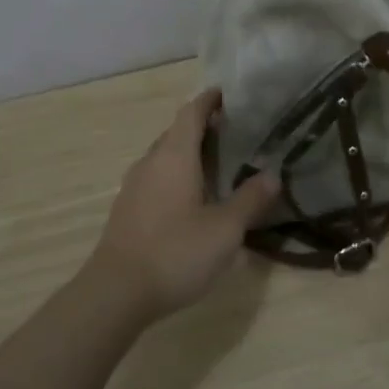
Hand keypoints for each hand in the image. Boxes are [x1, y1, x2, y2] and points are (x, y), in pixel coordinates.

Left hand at [85, 89, 281, 320]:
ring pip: (164, 157)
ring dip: (188, 154)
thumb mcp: (225, 229)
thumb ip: (250, 199)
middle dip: (203, 128)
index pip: (191, 113)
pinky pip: (156, 178)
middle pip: (177, 132)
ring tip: (217, 165)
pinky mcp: (127, 210)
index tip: (228, 94)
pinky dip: (176, 176)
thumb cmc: (175, 252)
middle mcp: (151, 162)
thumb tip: (273, 175)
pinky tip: (192, 199)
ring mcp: (134, 187)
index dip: (209, 100)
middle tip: (234, 133)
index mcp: (175, 156)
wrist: (115, 294)